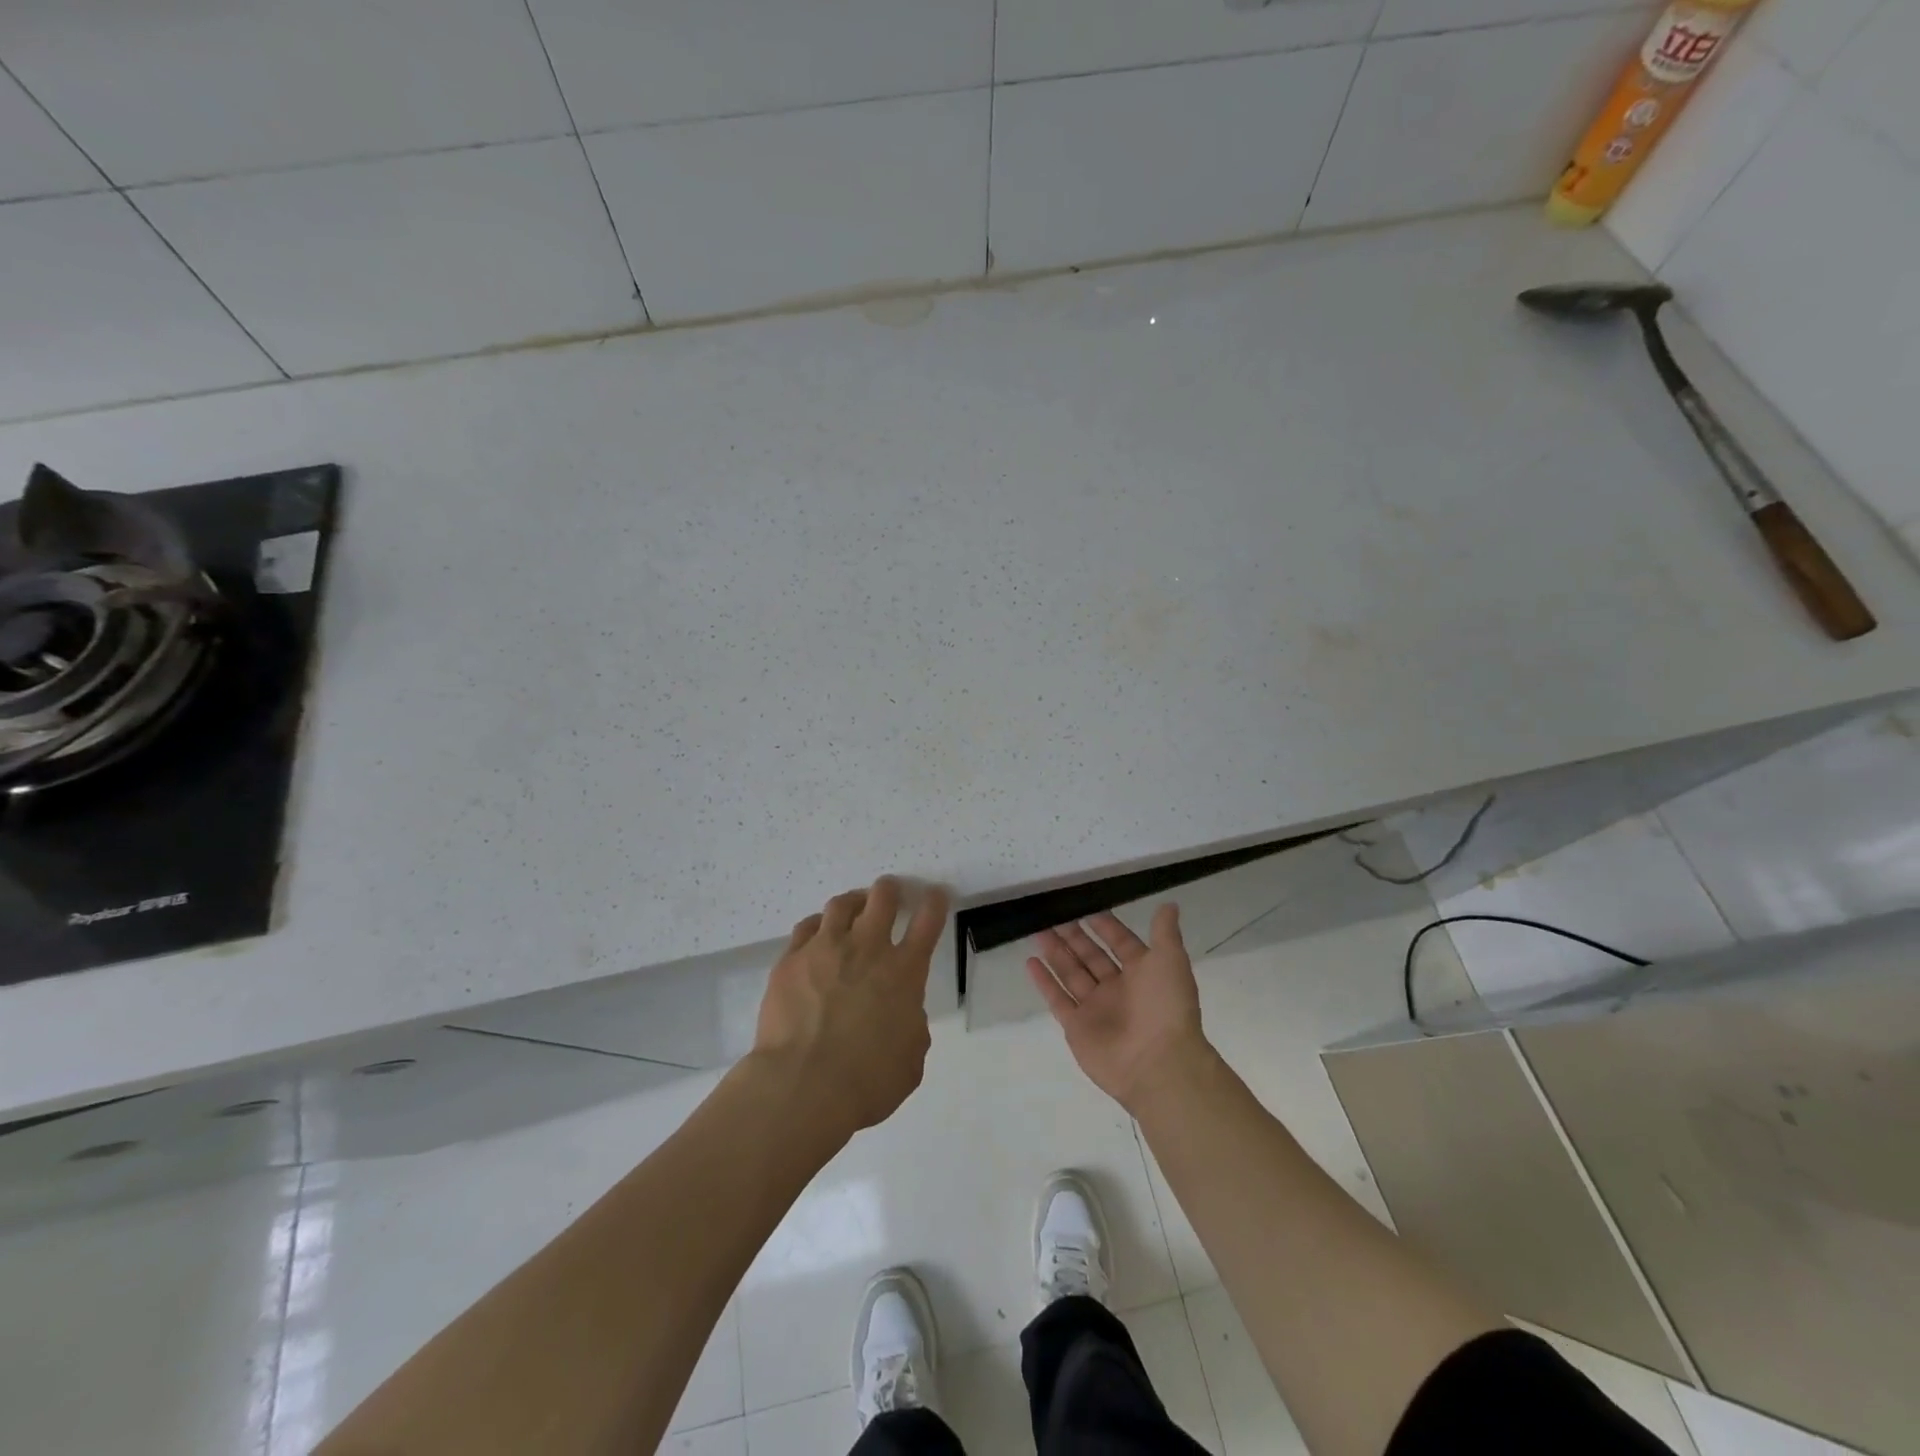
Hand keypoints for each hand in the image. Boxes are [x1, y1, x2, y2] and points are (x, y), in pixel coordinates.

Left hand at [753, 876, 949, 1139]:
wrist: (803, 1085)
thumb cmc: (867, 1081)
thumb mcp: (910, 1061)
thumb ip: (912, 1029)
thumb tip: (903, 1016)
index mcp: (904, 972)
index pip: (927, 922)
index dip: (935, 903)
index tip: (936, 894)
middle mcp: (867, 948)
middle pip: (882, 898)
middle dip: (890, 890)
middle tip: (890, 892)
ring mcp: (825, 949)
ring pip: (841, 905)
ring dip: (853, 902)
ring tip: (853, 908)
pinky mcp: (791, 960)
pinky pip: (805, 927)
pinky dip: (817, 926)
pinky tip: (816, 934)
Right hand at [1026, 905, 1210, 1112]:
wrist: (1158, 1064)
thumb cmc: (1165, 1006)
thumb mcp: (1171, 960)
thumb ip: (1165, 931)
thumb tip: (1169, 904)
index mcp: (1143, 973)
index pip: (1120, 943)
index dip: (1105, 925)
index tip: (1085, 906)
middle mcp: (1118, 989)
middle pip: (1091, 956)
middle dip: (1074, 936)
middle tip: (1053, 913)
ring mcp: (1095, 1008)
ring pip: (1071, 973)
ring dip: (1055, 952)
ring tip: (1037, 930)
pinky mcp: (1077, 1027)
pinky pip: (1057, 999)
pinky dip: (1044, 981)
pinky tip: (1031, 961)